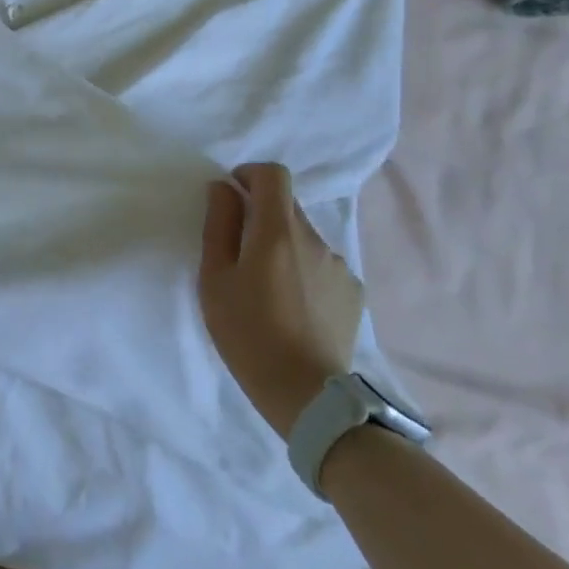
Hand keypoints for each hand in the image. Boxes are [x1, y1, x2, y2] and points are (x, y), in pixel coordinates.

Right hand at [200, 163, 363, 440]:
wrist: (306, 393)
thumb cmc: (247, 333)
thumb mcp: (215, 279)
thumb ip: (219, 226)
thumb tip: (223, 188)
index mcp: (277, 232)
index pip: (273, 175)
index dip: (250, 175)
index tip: (232, 194)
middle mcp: (314, 239)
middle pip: (287, 206)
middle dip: (261, 215)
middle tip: (240, 252)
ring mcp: (339, 265)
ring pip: (304, 237)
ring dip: (282, 246)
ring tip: (267, 287)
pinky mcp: (352, 291)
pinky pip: (321, 264)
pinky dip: (303, 270)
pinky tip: (292, 305)